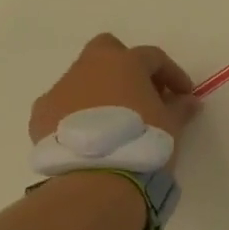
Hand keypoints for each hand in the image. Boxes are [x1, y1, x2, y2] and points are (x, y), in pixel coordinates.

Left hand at [29, 33, 198, 167]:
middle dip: (125, 67)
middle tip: (141, 94)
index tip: (183, 95)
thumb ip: (180, 108)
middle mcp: (89, 67)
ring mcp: (60, 89)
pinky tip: (89, 138)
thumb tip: (188, 101)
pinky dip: (76, 115)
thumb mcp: (172, 126)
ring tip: (114, 123)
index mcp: (124, 63)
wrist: (97, 178)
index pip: (153, 57)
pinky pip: (63, 106)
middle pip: (107, 51)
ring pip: (82, 80)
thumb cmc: (142, 142)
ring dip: (100, 93)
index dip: (172, 74)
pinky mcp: (40, 115)